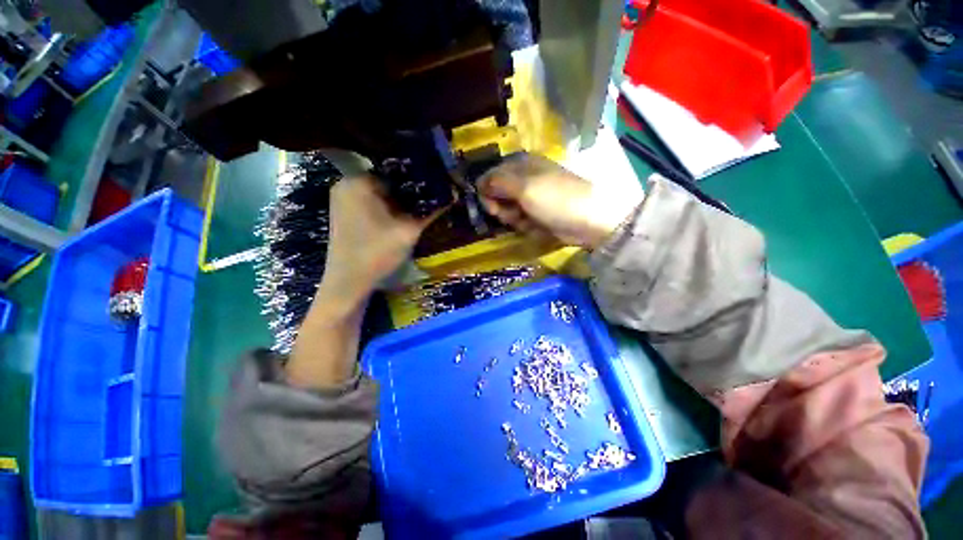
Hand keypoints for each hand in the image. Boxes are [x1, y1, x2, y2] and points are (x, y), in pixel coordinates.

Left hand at [321, 175, 439, 301]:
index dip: (417, 179)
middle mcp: (346, 184)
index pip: (395, 170)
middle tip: (430, 199)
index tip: (435, 187)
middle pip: (387, 181)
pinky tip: (401, 218)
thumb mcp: (409, 231)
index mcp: (358, 182)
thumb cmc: (377, 253)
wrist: (349, 282)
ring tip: (420, 208)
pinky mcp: (344, 213)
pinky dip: (387, 208)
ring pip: (380, 193)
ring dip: (399, 201)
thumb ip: (430, 212)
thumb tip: (451, 196)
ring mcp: (343, 199)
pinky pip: (371, 203)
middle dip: (409, 191)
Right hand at [478, 153, 643, 248]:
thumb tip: (478, 183)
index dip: (486, 192)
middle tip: (514, 214)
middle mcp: (523, 179)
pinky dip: (526, 226)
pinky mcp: (537, 214)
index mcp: (520, 165)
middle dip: (502, 208)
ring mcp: (531, 198)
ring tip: (529, 220)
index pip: (490, 176)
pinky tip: (536, 227)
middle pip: (497, 195)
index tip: (491, 207)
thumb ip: (497, 183)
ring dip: (514, 219)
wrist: (589, 220)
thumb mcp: (524, 187)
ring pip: (508, 211)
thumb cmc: (556, 198)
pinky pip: (521, 221)